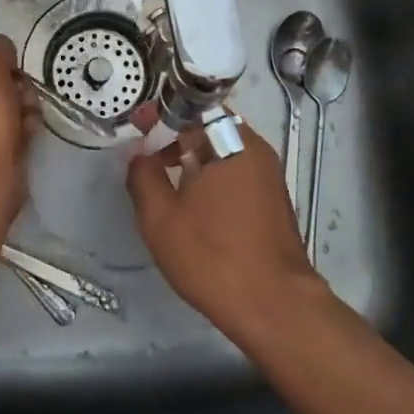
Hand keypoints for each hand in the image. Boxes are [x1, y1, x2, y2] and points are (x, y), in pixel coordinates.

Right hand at [126, 121, 326, 341]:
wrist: (275, 306)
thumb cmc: (213, 257)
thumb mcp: (161, 219)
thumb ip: (143, 177)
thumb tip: (139, 154)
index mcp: (230, 142)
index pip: (193, 106)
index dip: (162, 112)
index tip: (138, 125)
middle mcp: (255, 148)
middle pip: (210, 125)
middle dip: (176, 134)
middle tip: (149, 155)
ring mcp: (269, 173)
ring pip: (225, 149)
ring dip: (195, 156)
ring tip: (167, 181)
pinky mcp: (274, 198)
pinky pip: (238, 170)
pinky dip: (214, 174)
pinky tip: (195, 203)